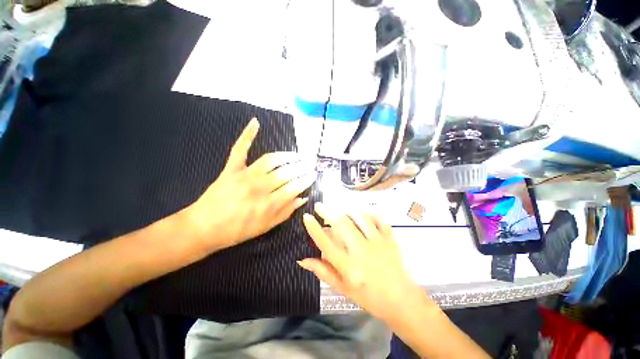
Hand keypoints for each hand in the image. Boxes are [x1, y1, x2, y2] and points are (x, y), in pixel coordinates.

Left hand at [185, 118, 316, 250]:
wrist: (204, 228)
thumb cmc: (237, 231)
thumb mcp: (266, 227)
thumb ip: (286, 212)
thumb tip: (302, 198)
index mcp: (268, 205)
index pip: (294, 187)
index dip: (306, 180)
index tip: (313, 175)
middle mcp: (259, 187)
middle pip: (286, 173)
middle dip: (301, 167)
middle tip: (310, 164)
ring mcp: (244, 175)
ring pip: (271, 160)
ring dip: (287, 155)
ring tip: (297, 155)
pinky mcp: (231, 169)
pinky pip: (240, 149)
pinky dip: (247, 135)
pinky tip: (256, 122)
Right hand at [299, 203, 428, 321]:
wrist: (400, 299)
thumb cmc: (368, 296)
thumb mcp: (342, 287)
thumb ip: (322, 271)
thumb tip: (302, 259)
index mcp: (348, 266)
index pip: (326, 243)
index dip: (314, 228)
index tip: (307, 216)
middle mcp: (361, 251)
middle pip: (341, 224)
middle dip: (327, 211)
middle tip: (319, 205)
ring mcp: (377, 242)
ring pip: (359, 217)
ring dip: (346, 210)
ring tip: (339, 208)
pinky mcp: (389, 238)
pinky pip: (377, 218)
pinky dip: (368, 212)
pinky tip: (361, 212)